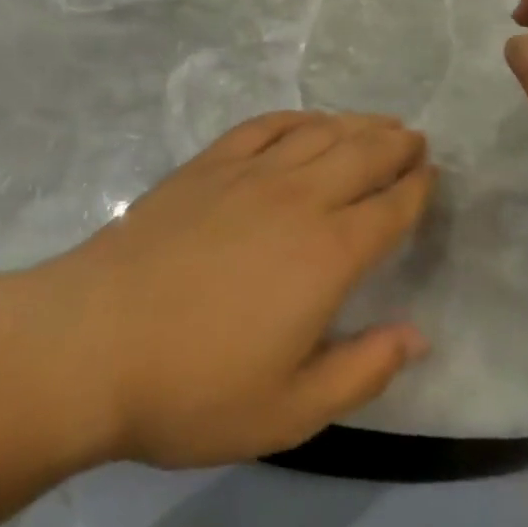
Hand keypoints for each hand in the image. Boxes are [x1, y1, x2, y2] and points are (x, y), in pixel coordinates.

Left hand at [25, 112, 434, 468]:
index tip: (433, 175)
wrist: (95, 340)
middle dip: (396, 144)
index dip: (416, 190)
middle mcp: (299, 197)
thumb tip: (419, 335)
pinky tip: (308, 119)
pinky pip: (266, 124)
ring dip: (356, 123)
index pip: (389, 210)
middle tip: (416, 138)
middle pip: (362, 155)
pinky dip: (297, 117)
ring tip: (378, 122)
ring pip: (320, 132)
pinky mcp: (210, 163)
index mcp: (327, 254)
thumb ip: (363, 371)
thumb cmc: (195, 387)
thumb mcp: (290, 410)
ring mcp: (251, 172)